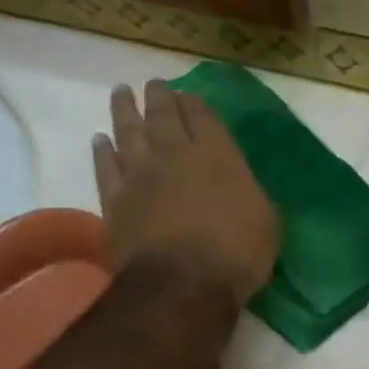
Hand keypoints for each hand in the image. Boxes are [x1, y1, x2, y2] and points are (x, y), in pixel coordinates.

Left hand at [94, 80, 278, 304]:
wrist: (182, 284)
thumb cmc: (237, 254)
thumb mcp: (267, 223)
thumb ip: (253, 196)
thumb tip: (244, 187)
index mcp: (218, 156)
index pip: (203, 117)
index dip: (195, 103)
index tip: (187, 95)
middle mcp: (175, 155)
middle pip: (163, 116)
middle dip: (159, 97)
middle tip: (154, 85)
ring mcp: (140, 176)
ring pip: (128, 132)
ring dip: (124, 110)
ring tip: (121, 94)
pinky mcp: (115, 201)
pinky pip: (105, 166)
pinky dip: (103, 151)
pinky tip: (100, 140)